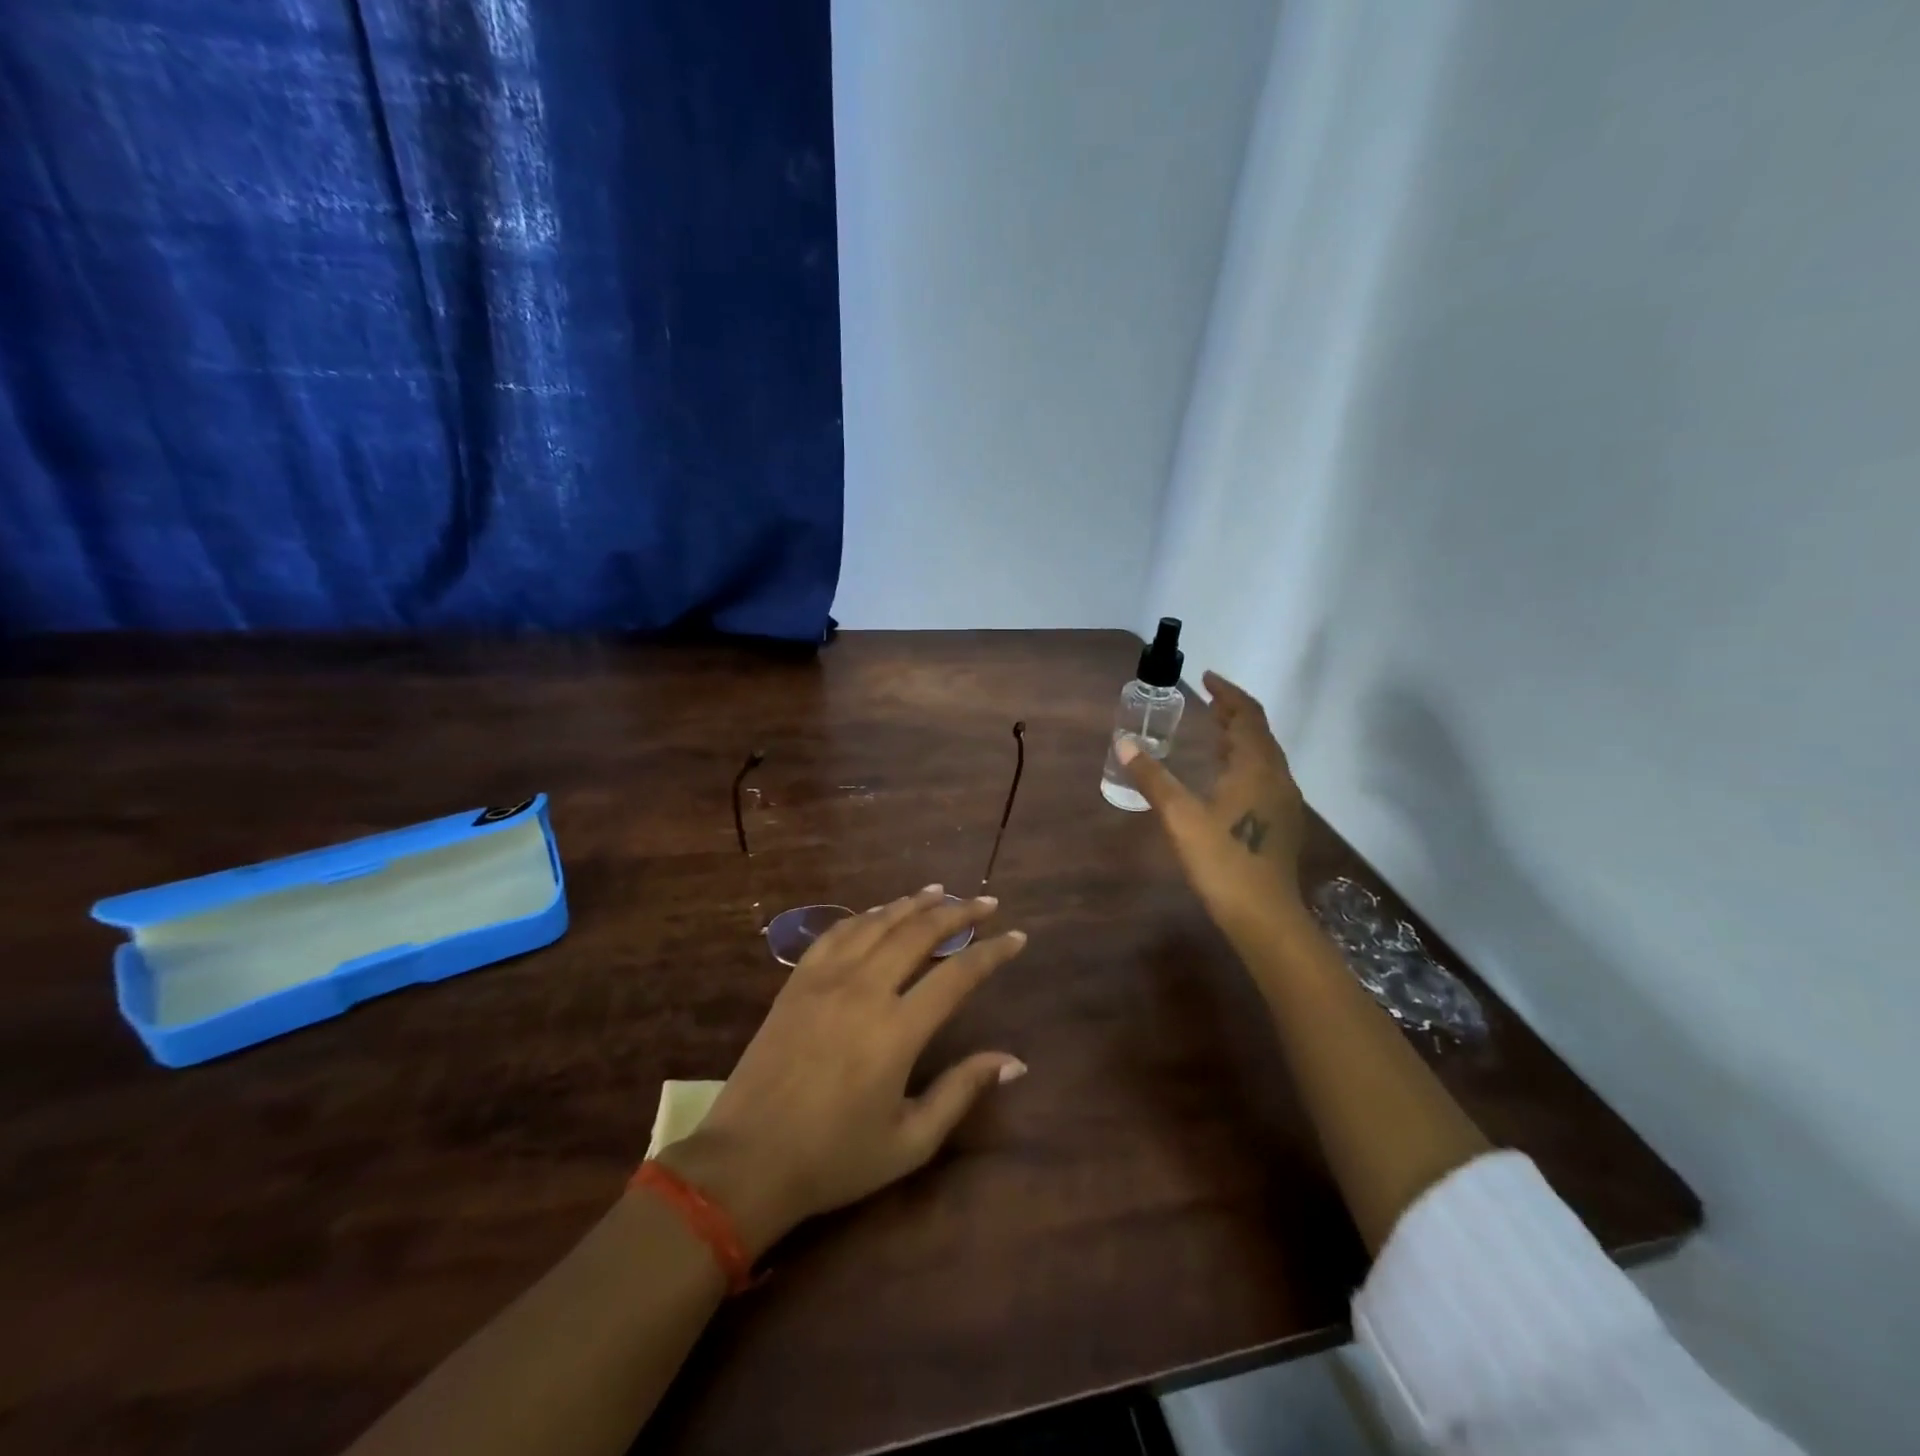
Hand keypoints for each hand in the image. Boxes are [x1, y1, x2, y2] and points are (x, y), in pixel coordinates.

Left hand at [658, 887, 1026, 1257]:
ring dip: (913, 903)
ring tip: (941, 891)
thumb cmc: (834, 1158)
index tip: (1017, 937)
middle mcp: (864, 990)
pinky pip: (837, 932)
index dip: (992, 953)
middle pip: (919, 933)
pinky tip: (881, 911)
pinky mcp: (797, 981)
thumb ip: (961, 1091)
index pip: (958, 975)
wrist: (747, 1161)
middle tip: (986, 902)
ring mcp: (826, 979)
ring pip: (878, 923)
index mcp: (896, 1030)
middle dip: (958, 912)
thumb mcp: (910, 1141)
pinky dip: (867, 915)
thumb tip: (1014, 1061)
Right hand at [1117, 671, 1305, 938]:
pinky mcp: (1282, 823)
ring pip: (1264, 756)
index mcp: (1257, 767)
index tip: (1206, 678)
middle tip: (1206, 703)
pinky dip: (1244, 761)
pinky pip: (1264, 776)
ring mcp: (1284, 802)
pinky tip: (1225, 777)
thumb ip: (1152, 778)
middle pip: (1258, 733)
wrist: (1264, 916)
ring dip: (1240, 738)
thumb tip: (1124, 743)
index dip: (1227, 693)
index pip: (1246, 715)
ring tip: (1213, 732)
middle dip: (1233, 713)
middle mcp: (1277, 777)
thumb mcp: (1179, 816)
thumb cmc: (1221, 860)